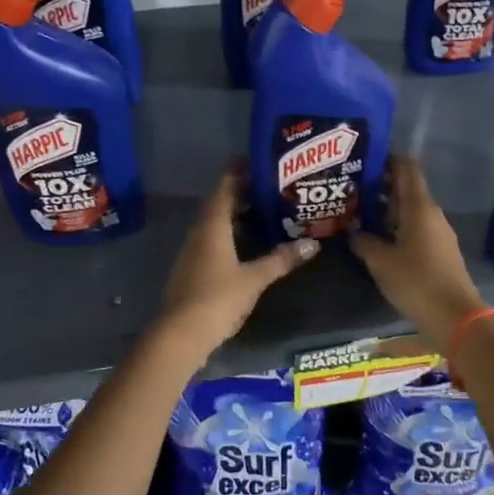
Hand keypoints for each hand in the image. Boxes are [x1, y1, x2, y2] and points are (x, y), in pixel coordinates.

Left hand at [157, 166, 317, 358]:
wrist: (181, 334)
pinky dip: (230, 236)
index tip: (254, 160)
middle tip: (268, 187)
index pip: (225, 188)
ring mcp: (192, 252)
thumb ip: (281, 259)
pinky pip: (212, 242)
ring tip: (262, 212)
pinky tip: (246, 245)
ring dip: (236, 216)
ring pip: (215, 224)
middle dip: (241, 194)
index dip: (237, 172)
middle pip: (220, 204)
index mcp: (212, 226)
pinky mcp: (192, 270)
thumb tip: (312, 243)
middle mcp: (199, 233)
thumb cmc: (218, 298)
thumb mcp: (255, 278)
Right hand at [350, 155, 484, 349]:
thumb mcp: (381, 261)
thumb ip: (363, 241)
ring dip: (385, 206)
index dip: (387, 157)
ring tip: (355, 206)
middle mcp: (430, 213)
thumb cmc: (416, 281)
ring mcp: (436, 232)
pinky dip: (393, 224)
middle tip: (349, 182)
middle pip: (405, 188)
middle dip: (380, 183)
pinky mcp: (436, 250)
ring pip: (408, 209)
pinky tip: (374, 233)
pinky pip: (412, 227)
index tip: (363, 154)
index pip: (406, 168)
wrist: (454, 317)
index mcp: (419, 207)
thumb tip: (351, 231)